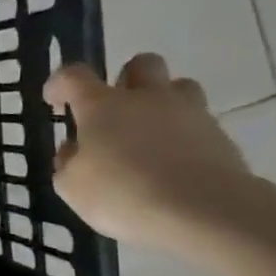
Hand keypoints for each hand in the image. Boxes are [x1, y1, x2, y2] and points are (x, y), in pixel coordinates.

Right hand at [45, 54, 256, 250]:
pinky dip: (184, 137)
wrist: (204, 212)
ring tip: (151, 134)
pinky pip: (199, 124)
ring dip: (163, 102)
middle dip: (126, 79)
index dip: (60, 84)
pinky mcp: (221, 136)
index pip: (74, 76)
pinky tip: (175, 166)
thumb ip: (68, 163)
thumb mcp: (72, 187)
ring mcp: (189, 113)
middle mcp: (147, 98)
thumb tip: (74, 149)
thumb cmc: (123, 194)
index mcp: (102, 105)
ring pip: (180, 87)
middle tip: (115, 109)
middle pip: (141, 64)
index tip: (54, 102)